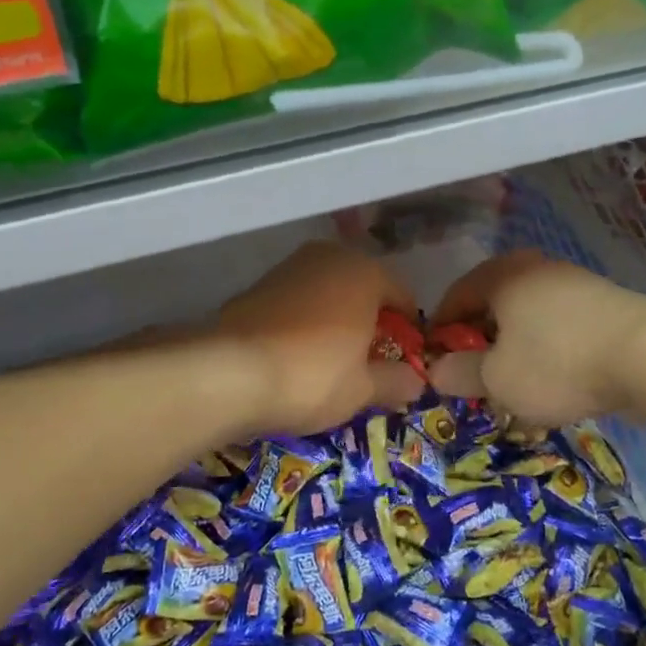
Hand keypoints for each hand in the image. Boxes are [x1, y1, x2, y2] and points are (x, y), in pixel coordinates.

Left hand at [216, 242, 421, 436]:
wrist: (229, 373)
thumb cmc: (313, 375)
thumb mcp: (363, 389)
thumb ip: (396, 382)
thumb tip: (417, 382)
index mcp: (365, 272)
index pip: (402, 297)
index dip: (408, 332)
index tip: (404, 364)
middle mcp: (329, 257)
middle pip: (364, 290)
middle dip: (370, 323)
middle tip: (368, 363)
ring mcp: (290, 267)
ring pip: (328, 293)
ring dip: (336, 321)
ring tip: (332, 362)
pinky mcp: (258, 284)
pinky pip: (298, 302)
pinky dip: (305, 322)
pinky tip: (297, 355)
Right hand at [427, 251, 645, 425]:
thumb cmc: (557, 362)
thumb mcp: (497, 379)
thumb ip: (460, 374)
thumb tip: (436, 371)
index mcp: (501, 275)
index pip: (455, 297)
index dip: (439, 331)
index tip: (435, 363)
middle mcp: (535, 268)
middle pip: (492, 305)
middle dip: (479, 342)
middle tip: (473, 378)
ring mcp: (573, 282)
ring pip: (527, 317)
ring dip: (513, 348)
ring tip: (514, 386)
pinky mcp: (603, 303)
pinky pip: (558, 326)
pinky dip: (546, 349)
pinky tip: (554, 381)